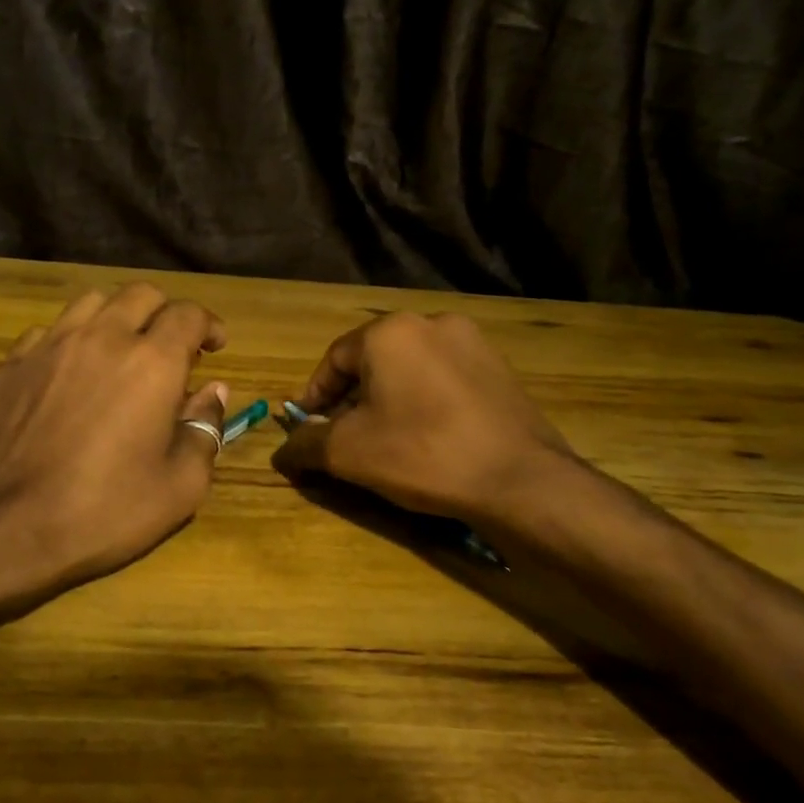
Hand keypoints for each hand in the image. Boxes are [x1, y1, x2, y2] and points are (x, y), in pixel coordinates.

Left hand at [0, 283, 230, 599]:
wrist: (5, 528)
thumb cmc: (104, 512)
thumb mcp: (180, 486)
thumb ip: (205, 428)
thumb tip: (213, 391)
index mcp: (152, 362)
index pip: (188, 314)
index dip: (209, 325)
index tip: (215, 346)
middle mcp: (102, 337)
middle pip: (141, 294)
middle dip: (165, 313)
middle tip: (172, 348)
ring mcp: (50, 345)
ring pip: (92, 302)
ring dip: (118, 316)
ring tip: (122, 350)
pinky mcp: (12, 363)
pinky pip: (49, 331)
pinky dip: (72, 340)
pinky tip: (71, 373)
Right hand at [274, 311, 577, 522]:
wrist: (521, 480)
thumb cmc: (422, 454)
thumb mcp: (348, 452)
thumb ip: (306, 443)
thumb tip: (282, 450)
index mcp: (389, 332)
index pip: (333, 360)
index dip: (314, 397)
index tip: (306, 428)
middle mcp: (431, 322)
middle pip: (372, 362)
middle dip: (352, 399)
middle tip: (343, 438)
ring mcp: (472, 342)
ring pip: (409, 370)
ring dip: (388, 400)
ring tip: (385, 440)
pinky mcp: (499, 368)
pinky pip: (443, 379)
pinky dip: (424, 402)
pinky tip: (428, 437)